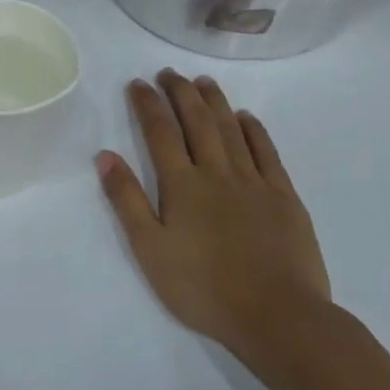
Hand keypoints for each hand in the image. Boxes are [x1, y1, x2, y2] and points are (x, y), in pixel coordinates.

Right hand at [96, 71, 332, 377]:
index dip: (147, 104)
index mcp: (181, 185)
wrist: (277, 316)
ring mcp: (255, 182)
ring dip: (215, 102)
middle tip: (169, 73)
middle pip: (197, 122)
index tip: (138, 83)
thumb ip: (126, 200)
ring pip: (232, 130)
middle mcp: (217, 173)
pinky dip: (254, 130)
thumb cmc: (202, 287)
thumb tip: (105, 156)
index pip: (160, 133)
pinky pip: (267, 152)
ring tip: (203, 81)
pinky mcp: (284, 197)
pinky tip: (246, 118)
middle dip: (180, 93)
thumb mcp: (149, 249)